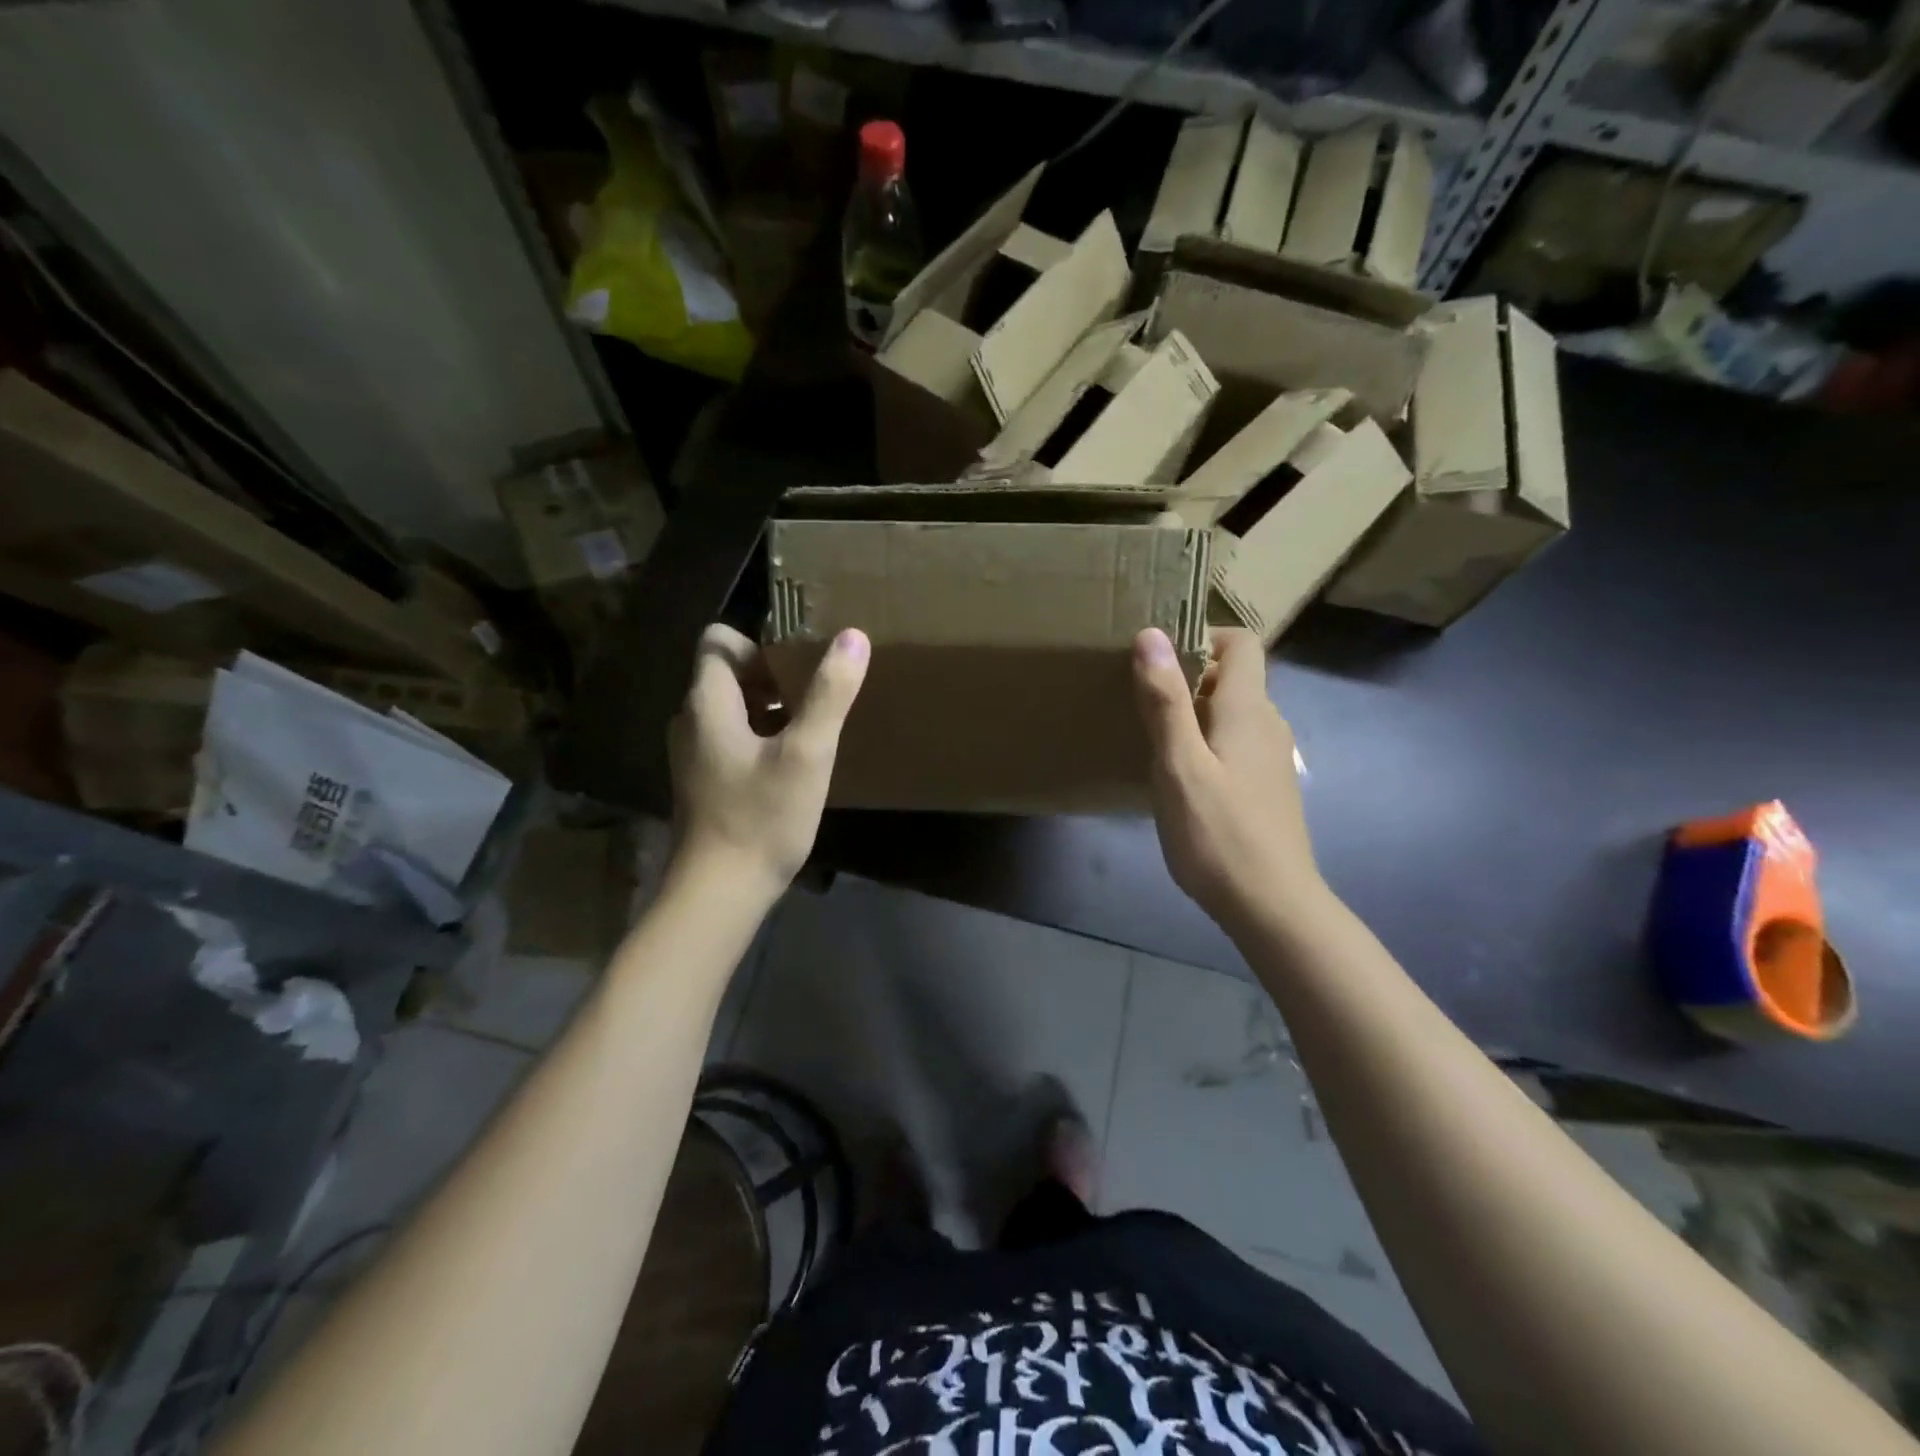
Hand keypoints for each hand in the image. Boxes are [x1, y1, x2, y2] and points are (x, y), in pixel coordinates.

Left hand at [669, 624, 868, 900]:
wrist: (719, 892)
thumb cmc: (762, 817)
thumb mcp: (807, 753)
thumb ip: (829, 694)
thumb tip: (853, 636)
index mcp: (706, 703)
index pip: (719, 640)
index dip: (760, 643)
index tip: (800, 666)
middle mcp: (690, 721)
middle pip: (727, 674)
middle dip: (772, 677)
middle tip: (815, 698)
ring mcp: (692, 754)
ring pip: (731, 709)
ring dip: (769, 710)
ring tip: (810, 730)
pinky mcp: (702, 782)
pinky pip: (730, 739)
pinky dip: (760, 738)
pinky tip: (792, 766)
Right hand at [1132, 626, 1324, 934]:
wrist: (1272, 905)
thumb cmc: (1218, 834)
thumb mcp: (1179, 766)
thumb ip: (1165, 701)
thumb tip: (1151, 634)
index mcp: (1248, 709)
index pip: (1241, 642)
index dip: (1203, 637)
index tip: (1159, 660)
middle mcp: (1268, 723)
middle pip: (1233, 677)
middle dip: (1187, 678)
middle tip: (1141, 703)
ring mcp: (1271, 757)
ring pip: (1231, 714)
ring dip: (1193, 715)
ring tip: (1153, 741)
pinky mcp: (1267, 786)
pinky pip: (1235, 744)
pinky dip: (1207, 744)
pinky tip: (1181, 779)